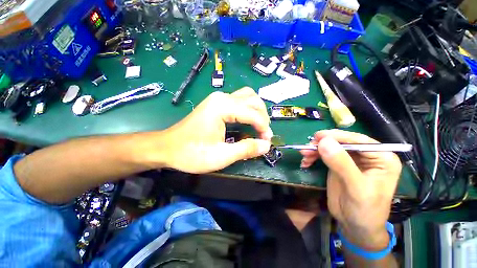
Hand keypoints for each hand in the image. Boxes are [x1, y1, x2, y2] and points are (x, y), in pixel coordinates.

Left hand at [154, 87, 272, 173]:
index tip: (267, 141)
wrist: (167, 147)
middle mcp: (222, 97)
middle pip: (253, 99)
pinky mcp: (216, 103)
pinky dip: (248, 110)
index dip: (264, 127)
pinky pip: (239, 101)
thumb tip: (266, 145)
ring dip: (257, 111)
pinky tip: (248, 121)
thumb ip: (246, 149)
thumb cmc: (191, 153)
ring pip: (247, 97)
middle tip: (263, 134)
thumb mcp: (221, 156)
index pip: (253, 113)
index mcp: (222, 107)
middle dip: (262, 117)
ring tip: (259, 127)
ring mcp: (218, 98)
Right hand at [300, 129, 401, 249]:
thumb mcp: (356, 188)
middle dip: (322, 144)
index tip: (317, 137)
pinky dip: (313, 157)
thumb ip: (341, 164)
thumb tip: (324, 142)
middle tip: (307, 148)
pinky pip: (324, 155)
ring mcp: (351, 160)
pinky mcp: (338, 164)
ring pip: (330, 147)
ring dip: (315, 150)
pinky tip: (306, 162)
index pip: (358, 140)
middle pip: (341, 142)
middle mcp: (366, 155)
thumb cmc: (365, 210)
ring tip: (304, 155)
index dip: (337, 137)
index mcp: (381, 158)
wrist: (355, 226)